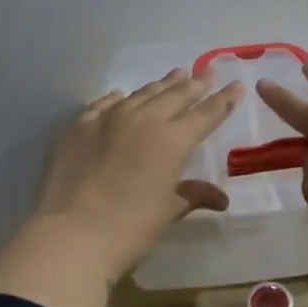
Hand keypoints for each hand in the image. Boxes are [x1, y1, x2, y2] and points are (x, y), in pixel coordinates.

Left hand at [30, 68, 242, 280]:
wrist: (71, 234)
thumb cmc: (129, 229)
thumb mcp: (168, 212)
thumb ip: (193, 195)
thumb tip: (221, 198)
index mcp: (172, 141)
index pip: (206, 115)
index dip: (223, 100)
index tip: (237, 85)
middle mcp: (144, 121)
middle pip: (175, 96)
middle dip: (195, 84)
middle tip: (208, 71)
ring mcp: (108, 120)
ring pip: (141, 95)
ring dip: (161, 84)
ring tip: (176, 73)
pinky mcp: (79, 127)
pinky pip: (103, 105)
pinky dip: (117, 99)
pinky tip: (120, 95)